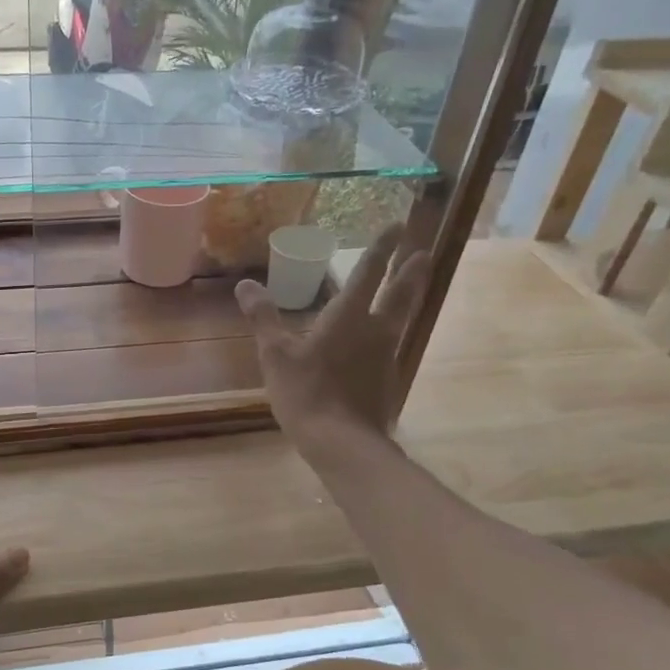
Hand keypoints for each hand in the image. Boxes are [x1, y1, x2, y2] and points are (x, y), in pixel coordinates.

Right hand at [235, 225, 430, 445]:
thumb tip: (245, 284)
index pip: (367, 274)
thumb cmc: (306, 393)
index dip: (380, 249)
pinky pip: (392, 347)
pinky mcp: (388, 382)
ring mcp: (386, 357)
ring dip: (408, 299)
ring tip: (412, 287)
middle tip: (424, 253)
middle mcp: (375, 331)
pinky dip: (391, 334)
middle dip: (410, 272)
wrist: (343, 443)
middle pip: (399, 294)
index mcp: (348, 317)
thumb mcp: (275, 355)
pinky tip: (384, 342)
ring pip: (401, 319)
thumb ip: (263, 318)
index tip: (396, 226)